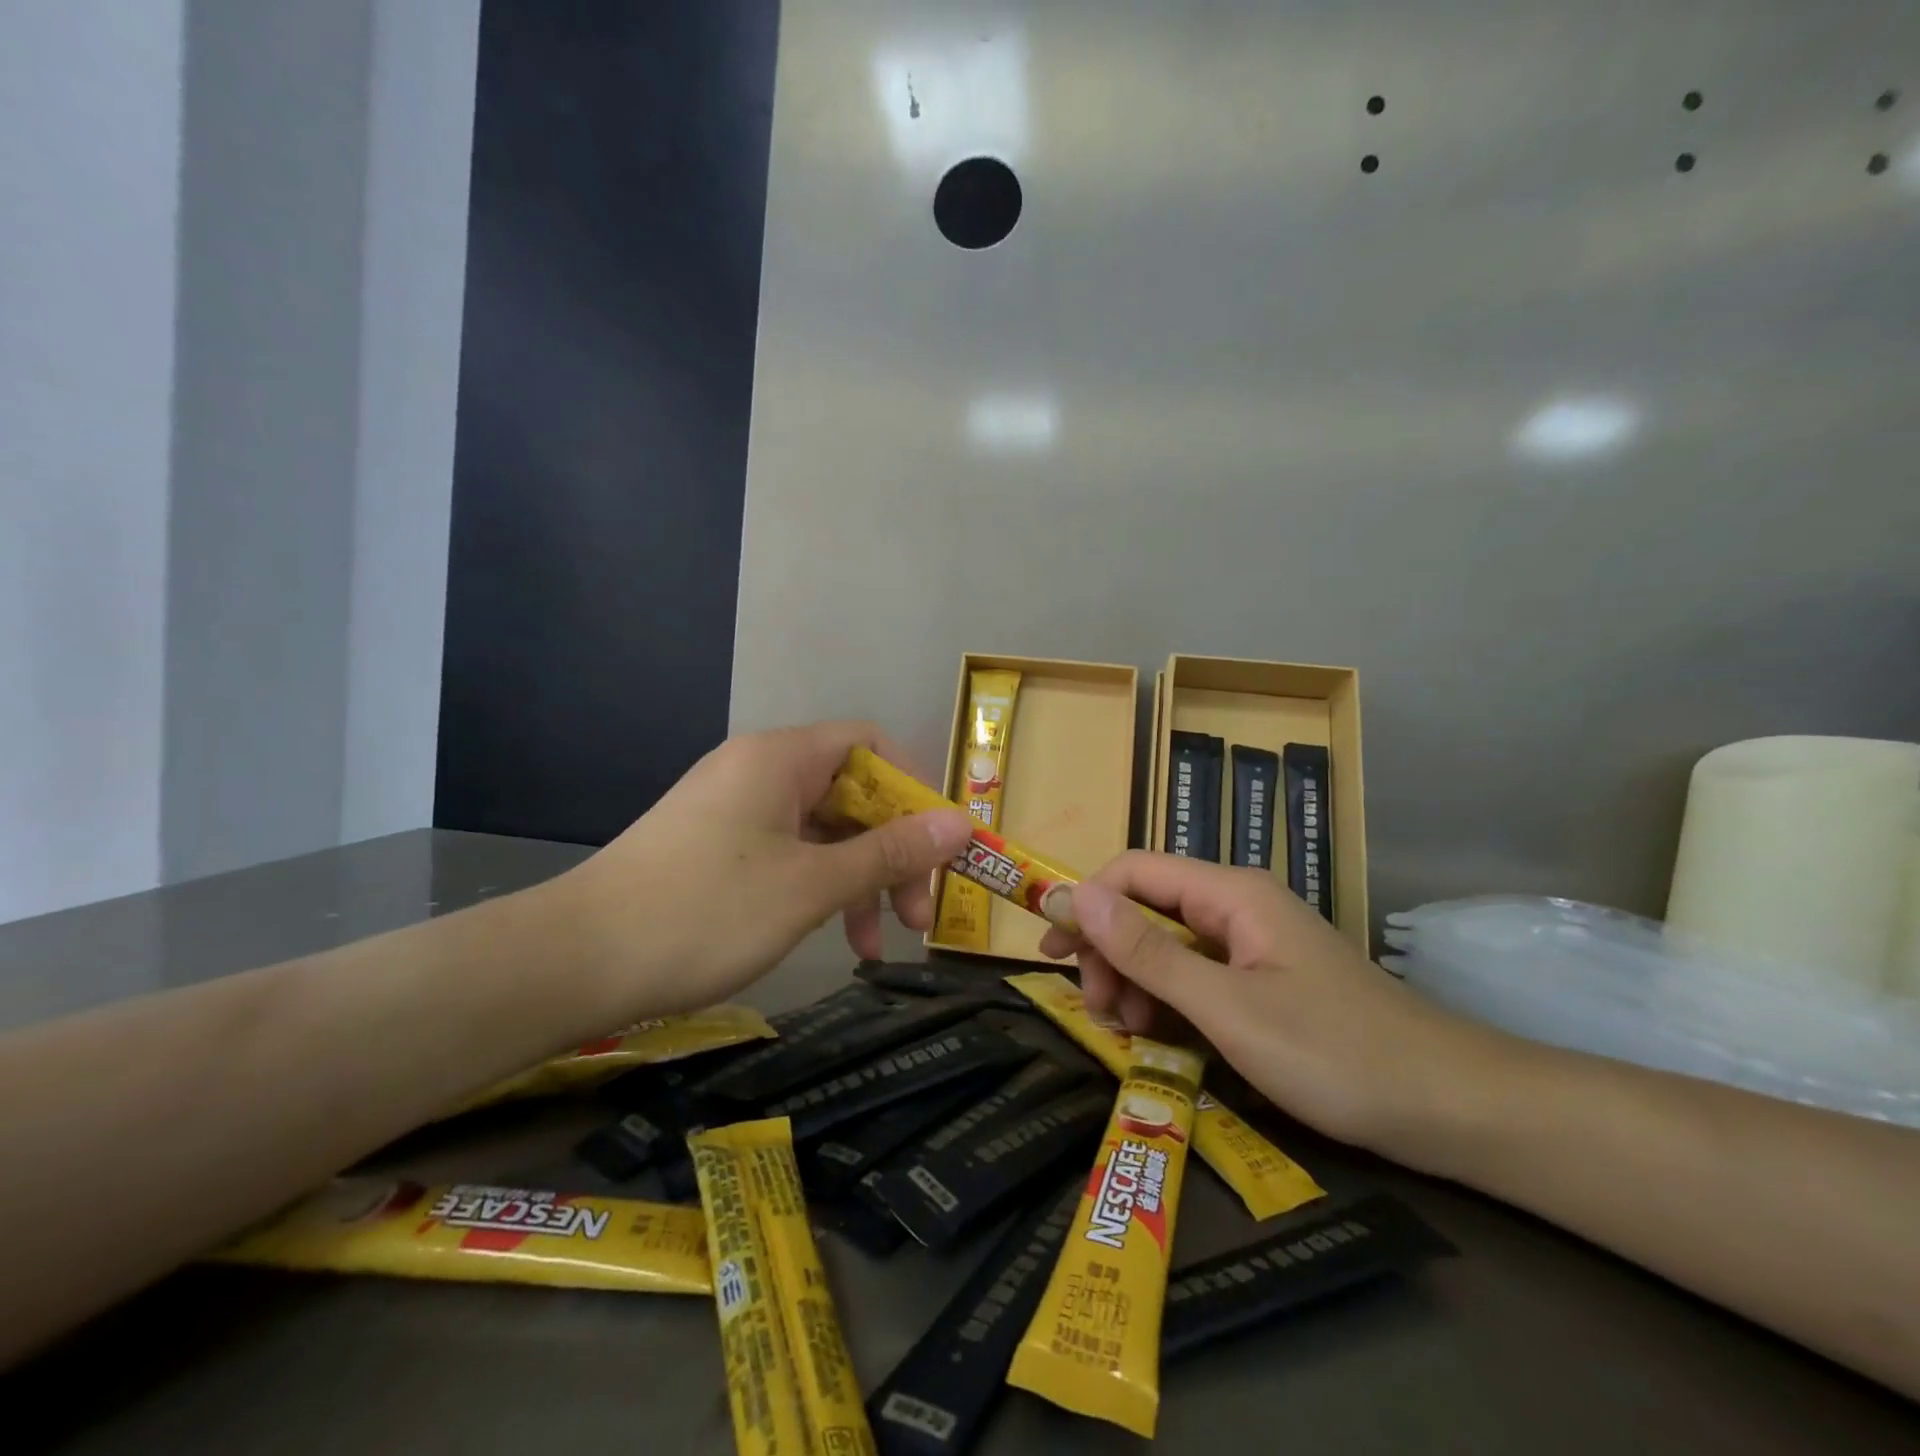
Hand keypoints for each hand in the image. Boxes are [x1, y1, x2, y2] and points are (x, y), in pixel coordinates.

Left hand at [559, 722, 973, 1018]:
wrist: (576, 961)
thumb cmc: (706, 911)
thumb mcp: (812, 885)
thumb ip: (890, 852)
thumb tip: (962, 824)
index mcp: (782, 758)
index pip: (871, 745)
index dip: (914, 789)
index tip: (937, 846)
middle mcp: (760, 771)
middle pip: (851, 792)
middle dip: (890, 852)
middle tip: (915, 915)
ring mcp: (735, 809)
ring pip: (822, 831)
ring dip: (857, 882)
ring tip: (873, 947)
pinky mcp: (717, 847)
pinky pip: (789, 854)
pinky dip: (818, 890)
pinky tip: (832, 939)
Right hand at [1038, 853, 1508, 1157]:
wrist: (1452, 1109)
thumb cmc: (1336, 1054)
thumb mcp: (1227, 1008)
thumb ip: (1148, 951)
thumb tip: (1076, 896)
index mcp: (1230, 893)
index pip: (1134, 870)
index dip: (1085, 902)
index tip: (1051, 952)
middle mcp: (1237, 905)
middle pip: (1146, 906)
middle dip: (1109, 950)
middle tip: (1097, 1009)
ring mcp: (1252, 943)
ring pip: (1168, 942)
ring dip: (1136, 979)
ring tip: (1129, 1030)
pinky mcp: (1263, 978)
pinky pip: (1197, 973)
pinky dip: (1168, 999)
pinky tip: (1163, 1036)